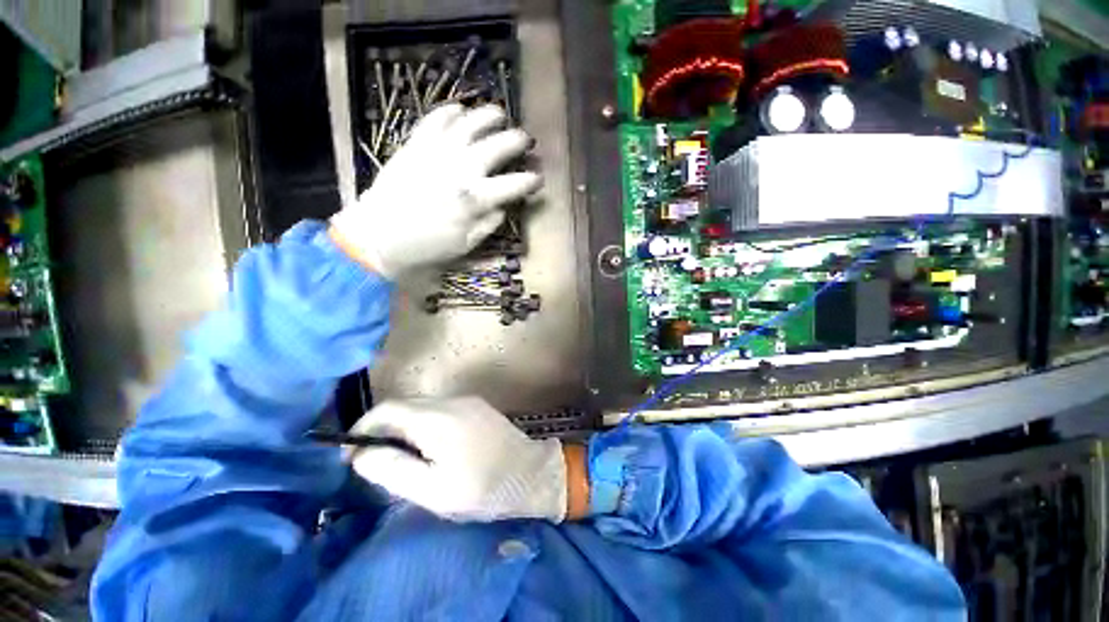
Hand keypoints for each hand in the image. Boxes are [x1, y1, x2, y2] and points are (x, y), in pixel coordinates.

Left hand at [330, 104, 541, 277]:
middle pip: (496, 147)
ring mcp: (436, 153)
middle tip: (525, 140)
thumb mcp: (466, 243)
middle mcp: (460, 169)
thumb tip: (503, 206)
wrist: (378, 234)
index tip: (538, 179)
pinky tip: (460, 110)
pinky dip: (450, 112)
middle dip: (516, 141)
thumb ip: (489, 223)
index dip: (530, 181)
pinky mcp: (415, 144)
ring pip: (469, 124)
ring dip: (488, 116)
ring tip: (500, 114)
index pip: (513, 185)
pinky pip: (435, 120)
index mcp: (474, 199)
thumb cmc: (427, 245)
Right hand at [349, 397, 568, 522]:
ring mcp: (468, 401)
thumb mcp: (432, 490)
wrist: (531, 473)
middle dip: (383, 431)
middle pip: (404, 407)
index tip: (352, 455)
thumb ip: (393, 469)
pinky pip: (441, 411)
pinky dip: (426, 426)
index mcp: (437, 418)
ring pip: (422, 408)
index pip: (387, 409)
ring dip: (405, 429)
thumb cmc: (483, 488)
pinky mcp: (478, 407)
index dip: (363, 428)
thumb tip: (362, 454)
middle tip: (378, 463)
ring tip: (405, 460)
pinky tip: (433, 450)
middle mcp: (452, 401)